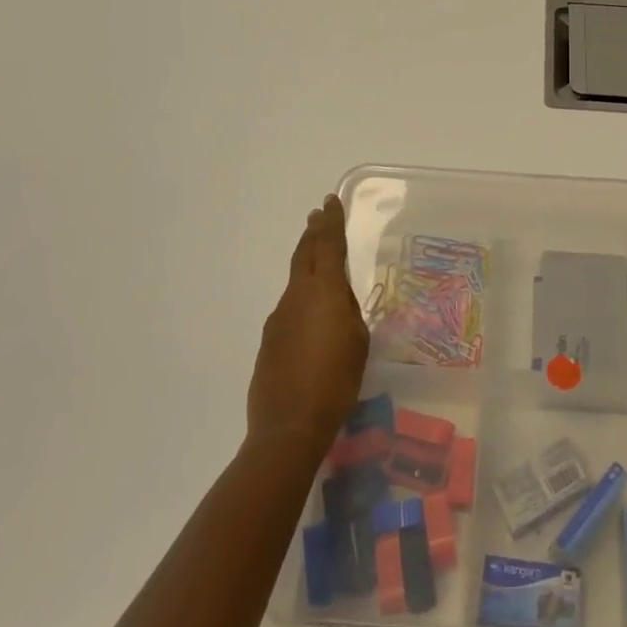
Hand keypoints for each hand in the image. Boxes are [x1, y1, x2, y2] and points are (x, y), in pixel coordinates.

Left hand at [246, 193, 369, 452]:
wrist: (289, 426)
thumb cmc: (336, 381)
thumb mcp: (358, 341)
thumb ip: (348, 312)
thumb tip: (337, 301)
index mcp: (323, 291)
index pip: (328, 245)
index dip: (331, 222)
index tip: (330, 201)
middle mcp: (296, 296)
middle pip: (304, 254)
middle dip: (313, 233)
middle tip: (317, 216)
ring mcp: (278, 318)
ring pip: (295, 281)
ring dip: (306, 265)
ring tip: (318, 262)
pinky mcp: (269, 340)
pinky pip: (289, 308)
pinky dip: (301, 299)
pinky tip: (310, 318)